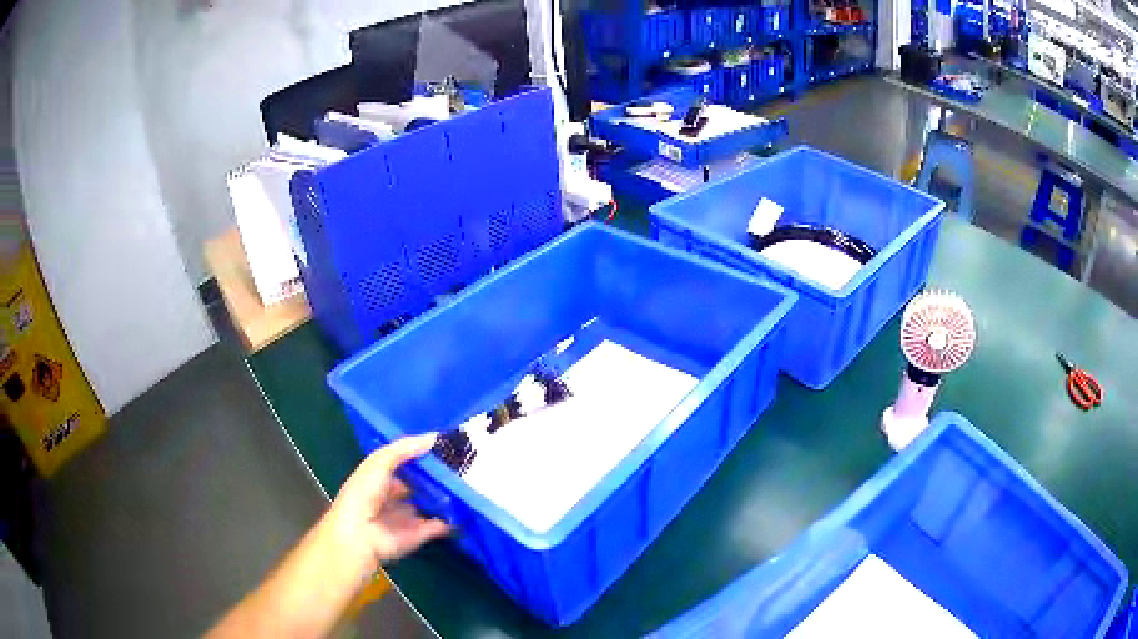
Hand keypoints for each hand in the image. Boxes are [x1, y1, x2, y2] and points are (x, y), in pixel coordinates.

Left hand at [324, 434, 451, 574]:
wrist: (360, 535)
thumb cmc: (364, 493)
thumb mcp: (379, 462)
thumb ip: (404, 449)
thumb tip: (433, 438)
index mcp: (379, 479)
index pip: (402, 464)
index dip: (419, 456)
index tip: (443, 446)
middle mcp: (392, 497)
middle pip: (418, 485)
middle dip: (435, 477)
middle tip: (461, 465)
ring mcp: (406, 518)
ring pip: (429, 505)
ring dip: (445, 498)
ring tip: (468, 484)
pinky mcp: (418, 535)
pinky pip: (438, 526)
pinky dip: (451, 519)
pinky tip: (465, 507)